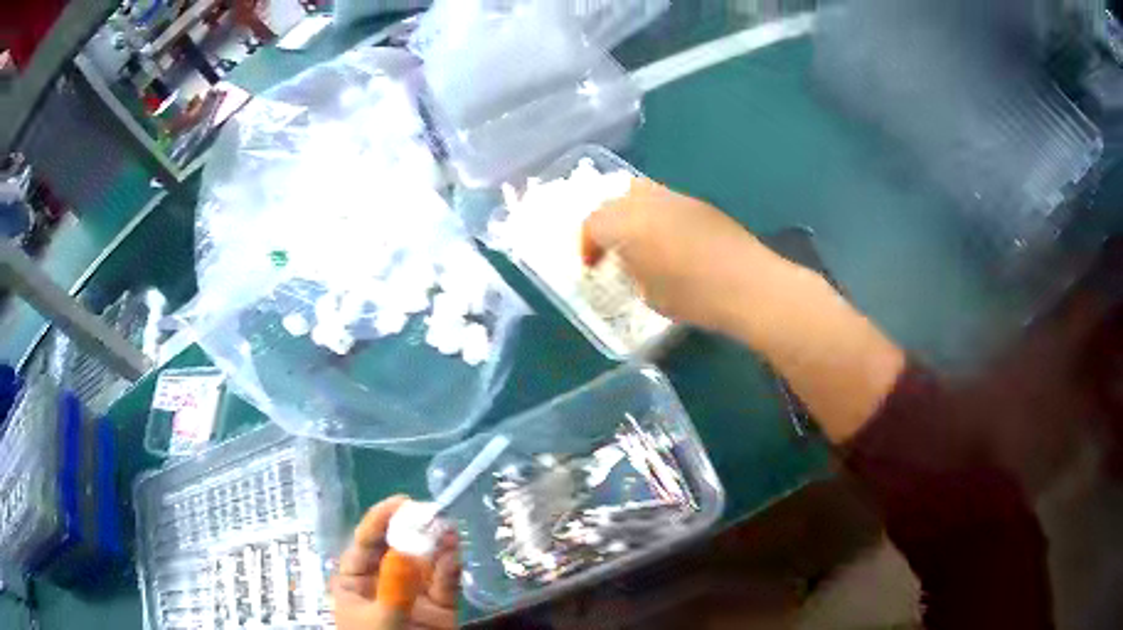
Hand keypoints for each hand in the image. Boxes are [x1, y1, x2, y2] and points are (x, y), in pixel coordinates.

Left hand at [332, 496, 459, 629]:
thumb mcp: (380, 622)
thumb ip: (393, 590)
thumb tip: (403, 552)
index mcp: (355, 582)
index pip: (365, 544)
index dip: (380, 520)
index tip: (402, 502)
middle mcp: (384, 582)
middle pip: (397, 548)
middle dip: (413, 530)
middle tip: (430, 512)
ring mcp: (413, 594)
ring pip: (425, 562)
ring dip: (436, 544)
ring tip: (447, 528)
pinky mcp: (440, 607)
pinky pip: (445, 583)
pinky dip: (451, 567)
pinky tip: (454, 551)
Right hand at [582, 178, 779, 334]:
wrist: (749, 286)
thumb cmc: (695, 298)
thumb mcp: (649, 294)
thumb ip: (631, 270)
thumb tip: (629, 262)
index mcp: (628, 224)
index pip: (593, 223)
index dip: (587, 244)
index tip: (592, 266)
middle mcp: (648, 202)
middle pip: (613, 199)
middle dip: (605, 221)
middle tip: (609, 247)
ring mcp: (677, 198)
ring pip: (640, 192)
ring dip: (630, 212)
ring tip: (636, 240)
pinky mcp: (699, 204)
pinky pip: (665, 200)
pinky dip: (655, 214)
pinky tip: (667, 239)